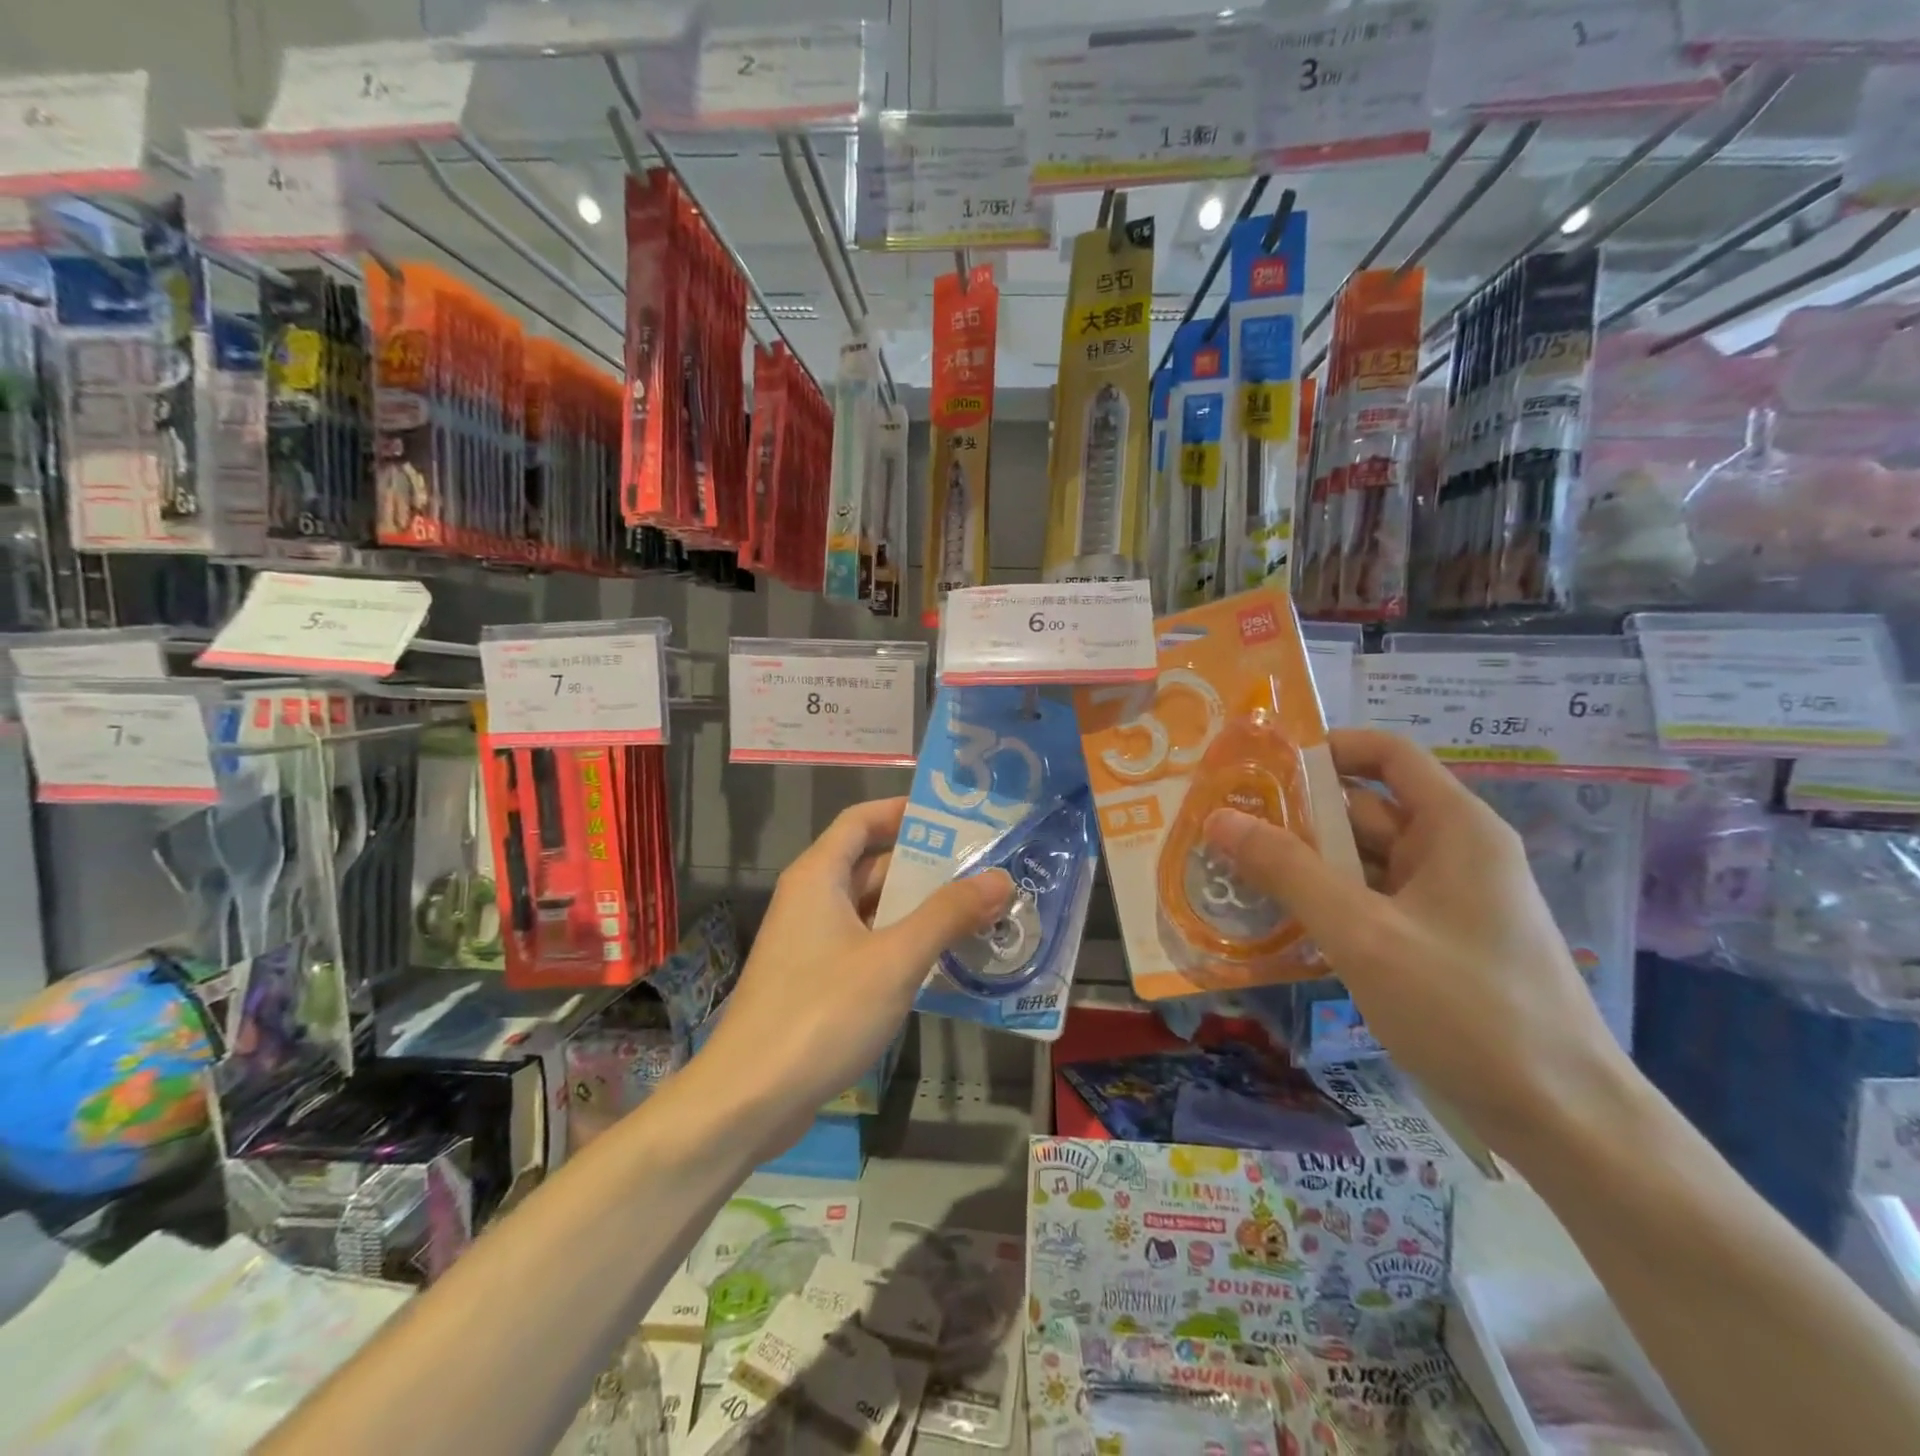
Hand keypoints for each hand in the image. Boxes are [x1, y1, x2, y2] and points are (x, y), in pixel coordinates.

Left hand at [692, 798, 1012, 1157]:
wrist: (748, 1099)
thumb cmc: (821, 1013)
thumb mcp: (895, 959)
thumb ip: (948, 915)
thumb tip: (1000, 877)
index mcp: (818, 877)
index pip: (861, 820)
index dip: (904, 813)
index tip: (955, 818)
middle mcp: (811, 900)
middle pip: (871, 865)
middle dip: (926, 867)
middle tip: (984, 871)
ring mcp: (810, 944)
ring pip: (872, 911)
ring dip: (918, 911)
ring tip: (978, 913)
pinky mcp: (814, 983)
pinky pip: (866, 947)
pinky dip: (901, 946)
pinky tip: (943, 963)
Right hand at [1204, 729, 1631, 1152]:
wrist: (1565, 1123)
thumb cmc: (1467, 1009)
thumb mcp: (1362, 933)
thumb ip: (1287, 871)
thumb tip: (1220, 818)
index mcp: (1454, 828)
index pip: (1386, 754)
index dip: (1326, 748)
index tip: (1259, 767)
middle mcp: (1451, 854)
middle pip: (1364, 810)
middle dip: (1295, 816)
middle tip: (1222, 827)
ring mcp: (1444, 902)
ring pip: (1361, 863)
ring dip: (1303, 866)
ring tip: (1231, 872)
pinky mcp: (1435, 944)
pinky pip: (1369, 904)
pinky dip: (1325, 905)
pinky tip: (1276, 922)